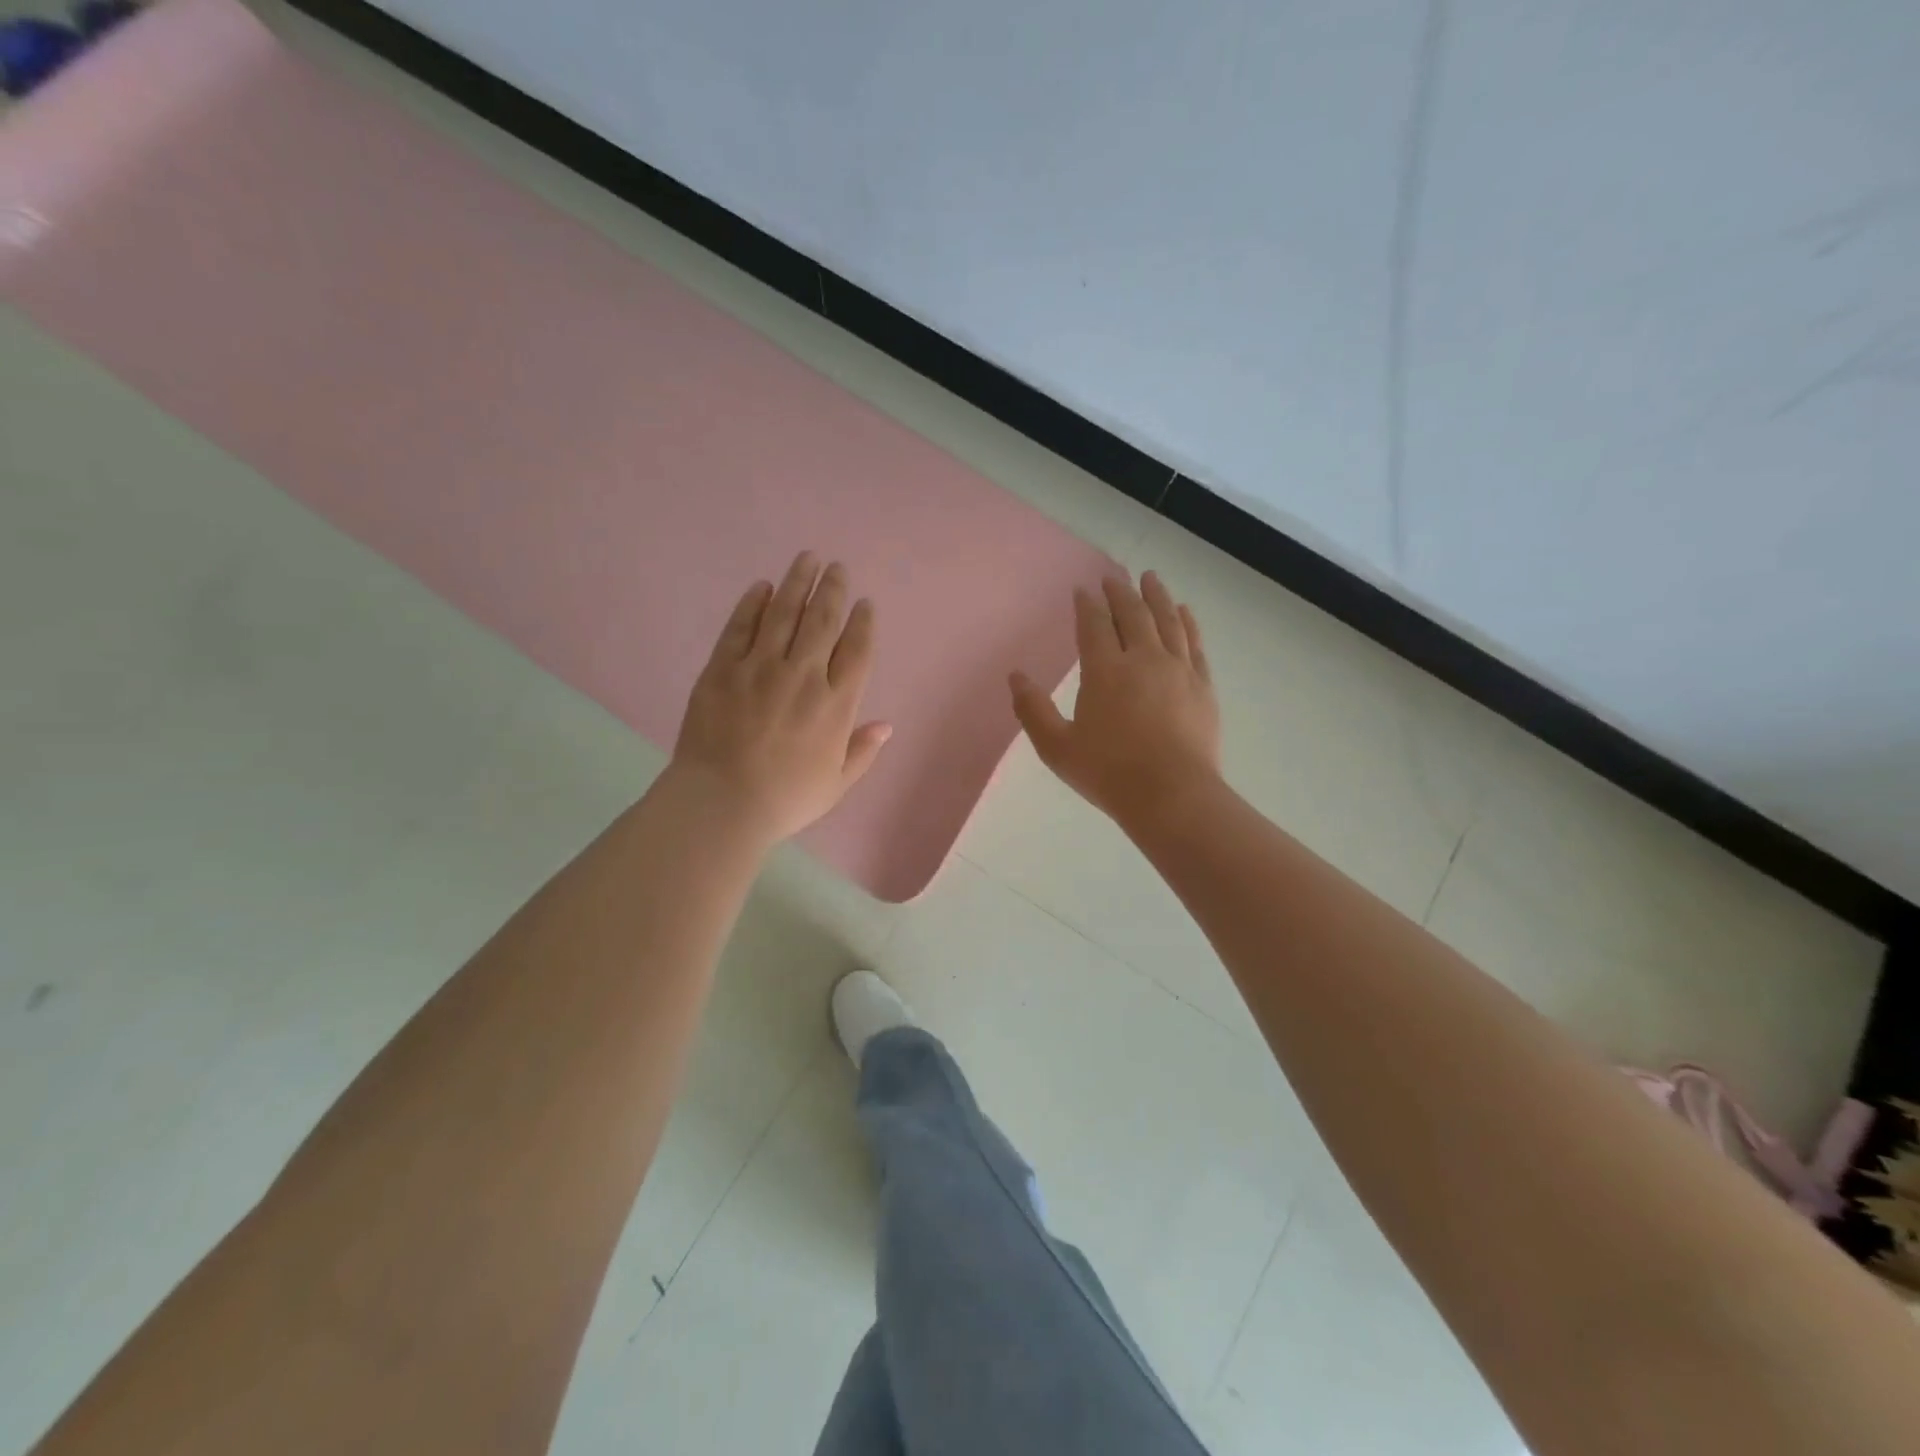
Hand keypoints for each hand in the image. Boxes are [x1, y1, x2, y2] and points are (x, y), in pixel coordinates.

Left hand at [671, 552, 890, 844]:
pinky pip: (741, 627)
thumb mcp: (837, 784)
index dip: (862, 622)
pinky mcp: (723, 669)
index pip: (856, 650)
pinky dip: (753, 604)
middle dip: (832, 589)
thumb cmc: (786, 799)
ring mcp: (760, 668)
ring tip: (807, 558)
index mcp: (836, 705)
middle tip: (836, 567)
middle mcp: (803, 676)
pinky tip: (762, 587)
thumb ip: (862, 751)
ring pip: (784, 613)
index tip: (864, 602)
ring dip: (797, 582)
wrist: (721, 803)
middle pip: (822, 620)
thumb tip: (886, 725)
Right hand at [1010, 571, 1221, 828]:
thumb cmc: (1108, 773)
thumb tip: (1015, 676)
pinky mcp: (1202, 685)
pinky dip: (1187, 623)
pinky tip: (1184, 612)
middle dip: (1121, 593)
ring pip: (1167, 620)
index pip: (1094, 625)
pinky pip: (1194, 643)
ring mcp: (1177, 670)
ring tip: (1151, 578)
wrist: (1172, 795)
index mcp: (1104, 671)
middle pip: (1132, 614)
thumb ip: (1033, 710)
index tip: (1083, 590)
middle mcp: (1142, 659)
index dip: (1087, 605)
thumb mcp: (1057, 748)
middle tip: (1114, 577)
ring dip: (1157, 596)